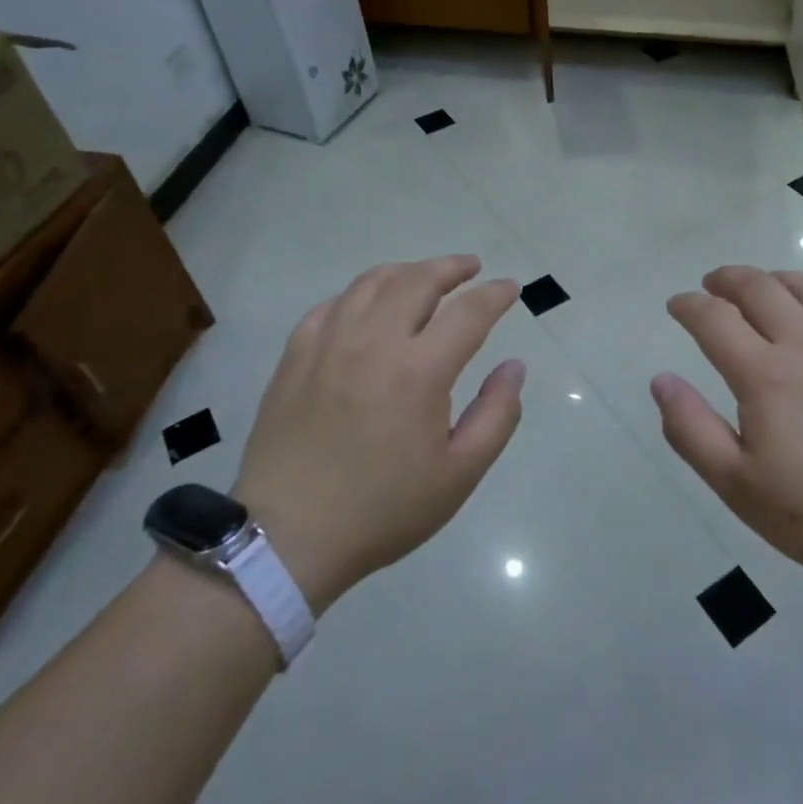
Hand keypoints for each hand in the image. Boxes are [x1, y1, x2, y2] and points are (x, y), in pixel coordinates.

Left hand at [235, 256, 525, 615]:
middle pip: (418, 280)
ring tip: (424, 276)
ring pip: (371, 282)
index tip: (511, 288)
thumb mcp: (460, 474)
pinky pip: (331, 305)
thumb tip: (514, 366)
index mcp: (419, 370)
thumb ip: (497, 414)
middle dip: (452, 267)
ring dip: (407, 271)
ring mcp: (328, 344)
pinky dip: (359, 295)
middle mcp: (374, 342)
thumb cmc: (383, 509)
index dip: (495, 294)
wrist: (288, 536)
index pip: (468, 312)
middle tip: (472, 267)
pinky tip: (367, 306)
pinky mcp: (295, 356)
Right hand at [651, 266, 802, 598]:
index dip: (688, 305)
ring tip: (760, 291)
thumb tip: (661, 380)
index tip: (676, 306)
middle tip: (711, 287)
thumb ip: (691, 430)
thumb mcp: (738, 486)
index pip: (714, 318)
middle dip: (726, 279)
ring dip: (773, 280)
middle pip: (759, 286)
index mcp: (765, 374)